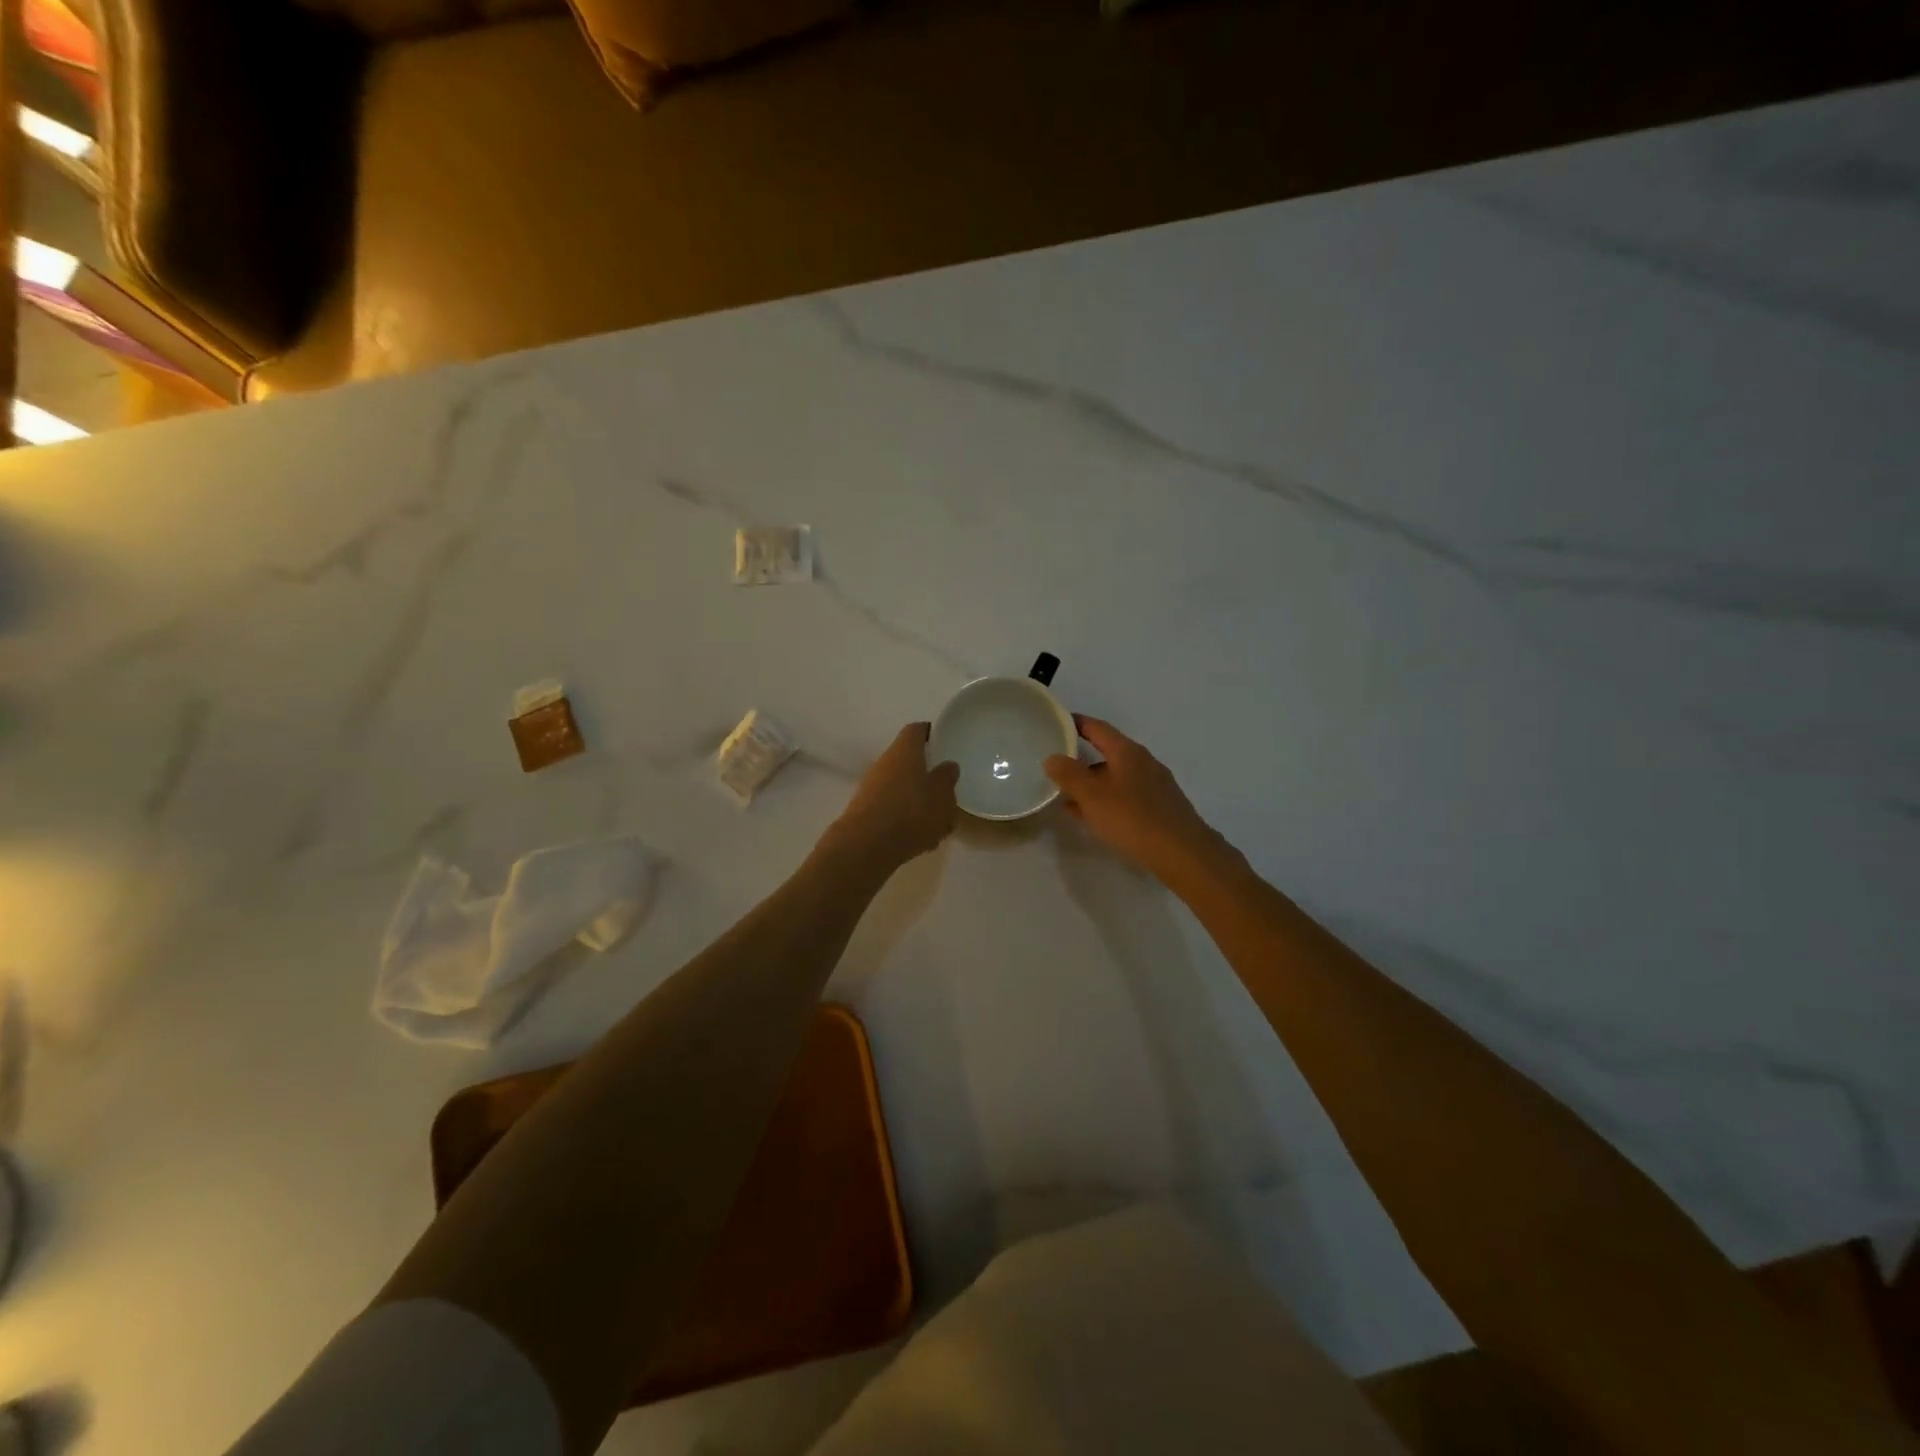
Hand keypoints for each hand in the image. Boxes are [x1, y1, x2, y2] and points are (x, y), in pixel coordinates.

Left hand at [832, 722, 959, 868]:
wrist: (866, 846)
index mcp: (905, 750)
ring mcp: (872, 787)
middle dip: (927, 774)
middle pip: (908, 760)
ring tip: (939, 824)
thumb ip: (947, 778)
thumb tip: (948, 765)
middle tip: (947, 788)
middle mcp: (885, 762)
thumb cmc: (911, 812)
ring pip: (902, 788)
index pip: (917, 730)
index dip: (931, 733)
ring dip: (919, 801)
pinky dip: (907, 819)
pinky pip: (893, 809)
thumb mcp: (942, 795)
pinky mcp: (866, 811)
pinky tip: (922, 840)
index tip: (943, 741)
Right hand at [1044, 716, 1234, 886]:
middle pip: (1107, 752)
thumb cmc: (1133, 818)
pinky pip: (1126, 795)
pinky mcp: (1160, 807)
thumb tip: (1052, 757)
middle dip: (1081, 759)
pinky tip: (1094, 817)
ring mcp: (1155, 785)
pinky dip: (1106, 800)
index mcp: (1127, 752)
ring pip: (1116, 777)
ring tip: (1068, 798)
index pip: (1098, 728)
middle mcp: (1143, 762)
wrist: (1183, 853)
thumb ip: (1069, 775)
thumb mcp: (1093, 796)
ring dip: (1092, 784)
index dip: (1076, 723)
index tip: (1056, 723)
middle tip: (1056, 766)